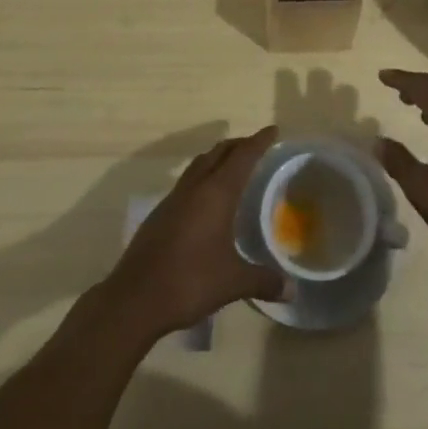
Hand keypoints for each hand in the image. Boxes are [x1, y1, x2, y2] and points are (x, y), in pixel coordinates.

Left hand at [103, 126, 287, 337]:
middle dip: (239, 144)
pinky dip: (203, 176)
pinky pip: (188, 181)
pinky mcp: (160, 213)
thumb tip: (292, 290)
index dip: (259, 141)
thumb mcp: (232, 282)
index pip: (243, 156)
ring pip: (200, 164)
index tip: (273, 130)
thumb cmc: (189, 281)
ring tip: (232, 166)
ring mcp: (174, 198)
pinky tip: (206, 200)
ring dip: (218, 158)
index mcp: (216, 193)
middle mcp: (195, 187)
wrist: (135, 298)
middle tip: (257, 146)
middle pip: (219, 152)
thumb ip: (263, 281)